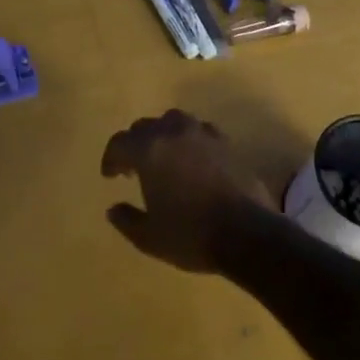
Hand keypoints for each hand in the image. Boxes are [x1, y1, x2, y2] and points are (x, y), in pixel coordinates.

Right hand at [100, 109, 280, 272]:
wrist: (248, 234)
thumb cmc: (191, 235)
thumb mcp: (149, 237)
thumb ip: (127, 220)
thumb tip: (113, 209)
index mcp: (150, 150)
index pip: (120, 143)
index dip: (111, 159)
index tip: (111, 176)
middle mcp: (174, 133)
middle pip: (146, 127)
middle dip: (135, 144)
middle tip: (134, 168)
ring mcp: (204, 134)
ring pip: (174, 121)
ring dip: (163, 135)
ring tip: (164, 158)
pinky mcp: (227, 143)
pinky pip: (200, 131)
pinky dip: (189, 141)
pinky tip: (193, 161)